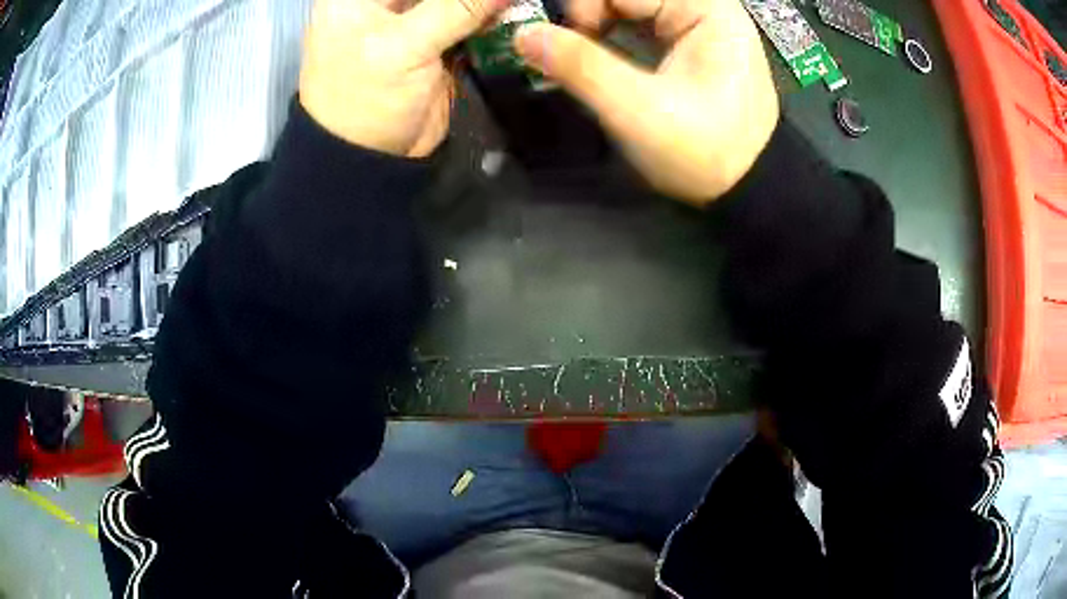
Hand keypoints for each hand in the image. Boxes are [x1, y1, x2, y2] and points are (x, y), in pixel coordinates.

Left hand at [299, 0, 503, 156]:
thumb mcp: (406, 46)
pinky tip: (511, 13)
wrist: (369, 161)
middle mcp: (384, 2)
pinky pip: (470, 19)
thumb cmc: (365, 99)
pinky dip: (492, 17)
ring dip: (485, 4)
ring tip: (517, 4)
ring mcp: (412, 20)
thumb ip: (459, 7)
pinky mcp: (436, 41)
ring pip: (457, 0)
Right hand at [514, 0, 778, 202]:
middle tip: (571, 44)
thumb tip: (523, 34)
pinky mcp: (686, 36)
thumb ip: (582, 67)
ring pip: (627, 2)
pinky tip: (597, 48)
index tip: (569, 38)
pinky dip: (608, 28)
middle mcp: (705, 4)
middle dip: (589, 11)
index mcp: (708, 9)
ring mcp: (696, 19)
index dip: (586, 4)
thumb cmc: (705, 152)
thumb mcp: (640, 112)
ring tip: (581, 49)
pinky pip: (636, 16)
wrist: (746, 188)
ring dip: (595, 19)